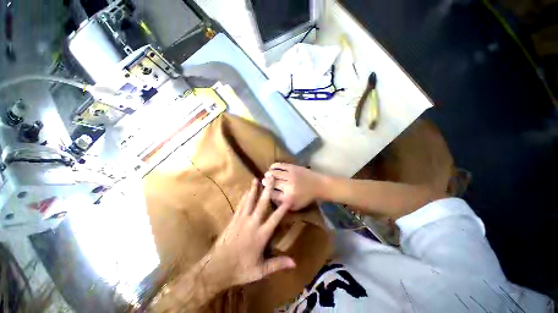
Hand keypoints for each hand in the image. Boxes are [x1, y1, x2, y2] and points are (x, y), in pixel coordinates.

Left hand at [203, 178, 295, 290]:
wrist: (216, 268)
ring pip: (249, 201)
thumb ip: (277, 264)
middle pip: (262, 203)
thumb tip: (294, 264)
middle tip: (270, 178)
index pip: (275, 218)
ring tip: (256, 179)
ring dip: (254, 189)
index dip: (282, 208)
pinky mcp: (233, 220)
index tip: (288, 198)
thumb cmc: (240, 269)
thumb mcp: (260, 271)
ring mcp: (241, 220)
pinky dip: (244, 197)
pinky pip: (240, 205)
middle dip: (267, 190)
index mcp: (261, 235)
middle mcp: (252, 223)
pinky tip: (246, 191)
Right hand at [263, 163, 326, 210]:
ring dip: (268, 174)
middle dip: (266, 182)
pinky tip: (272, 167)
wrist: (319, 185)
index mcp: (288, 198)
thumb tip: (271, 198)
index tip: (265, 190)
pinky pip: (280, 165)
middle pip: (271, 183)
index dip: (266, 191)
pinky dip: (274, 166)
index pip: (272, 194)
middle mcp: (288, 186)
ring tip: (267, 174)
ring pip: (274, 173)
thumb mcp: (296, 206)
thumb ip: (283, 205)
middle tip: (263, 181)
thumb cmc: (307, 197)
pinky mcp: (293, 167)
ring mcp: (290, 175)